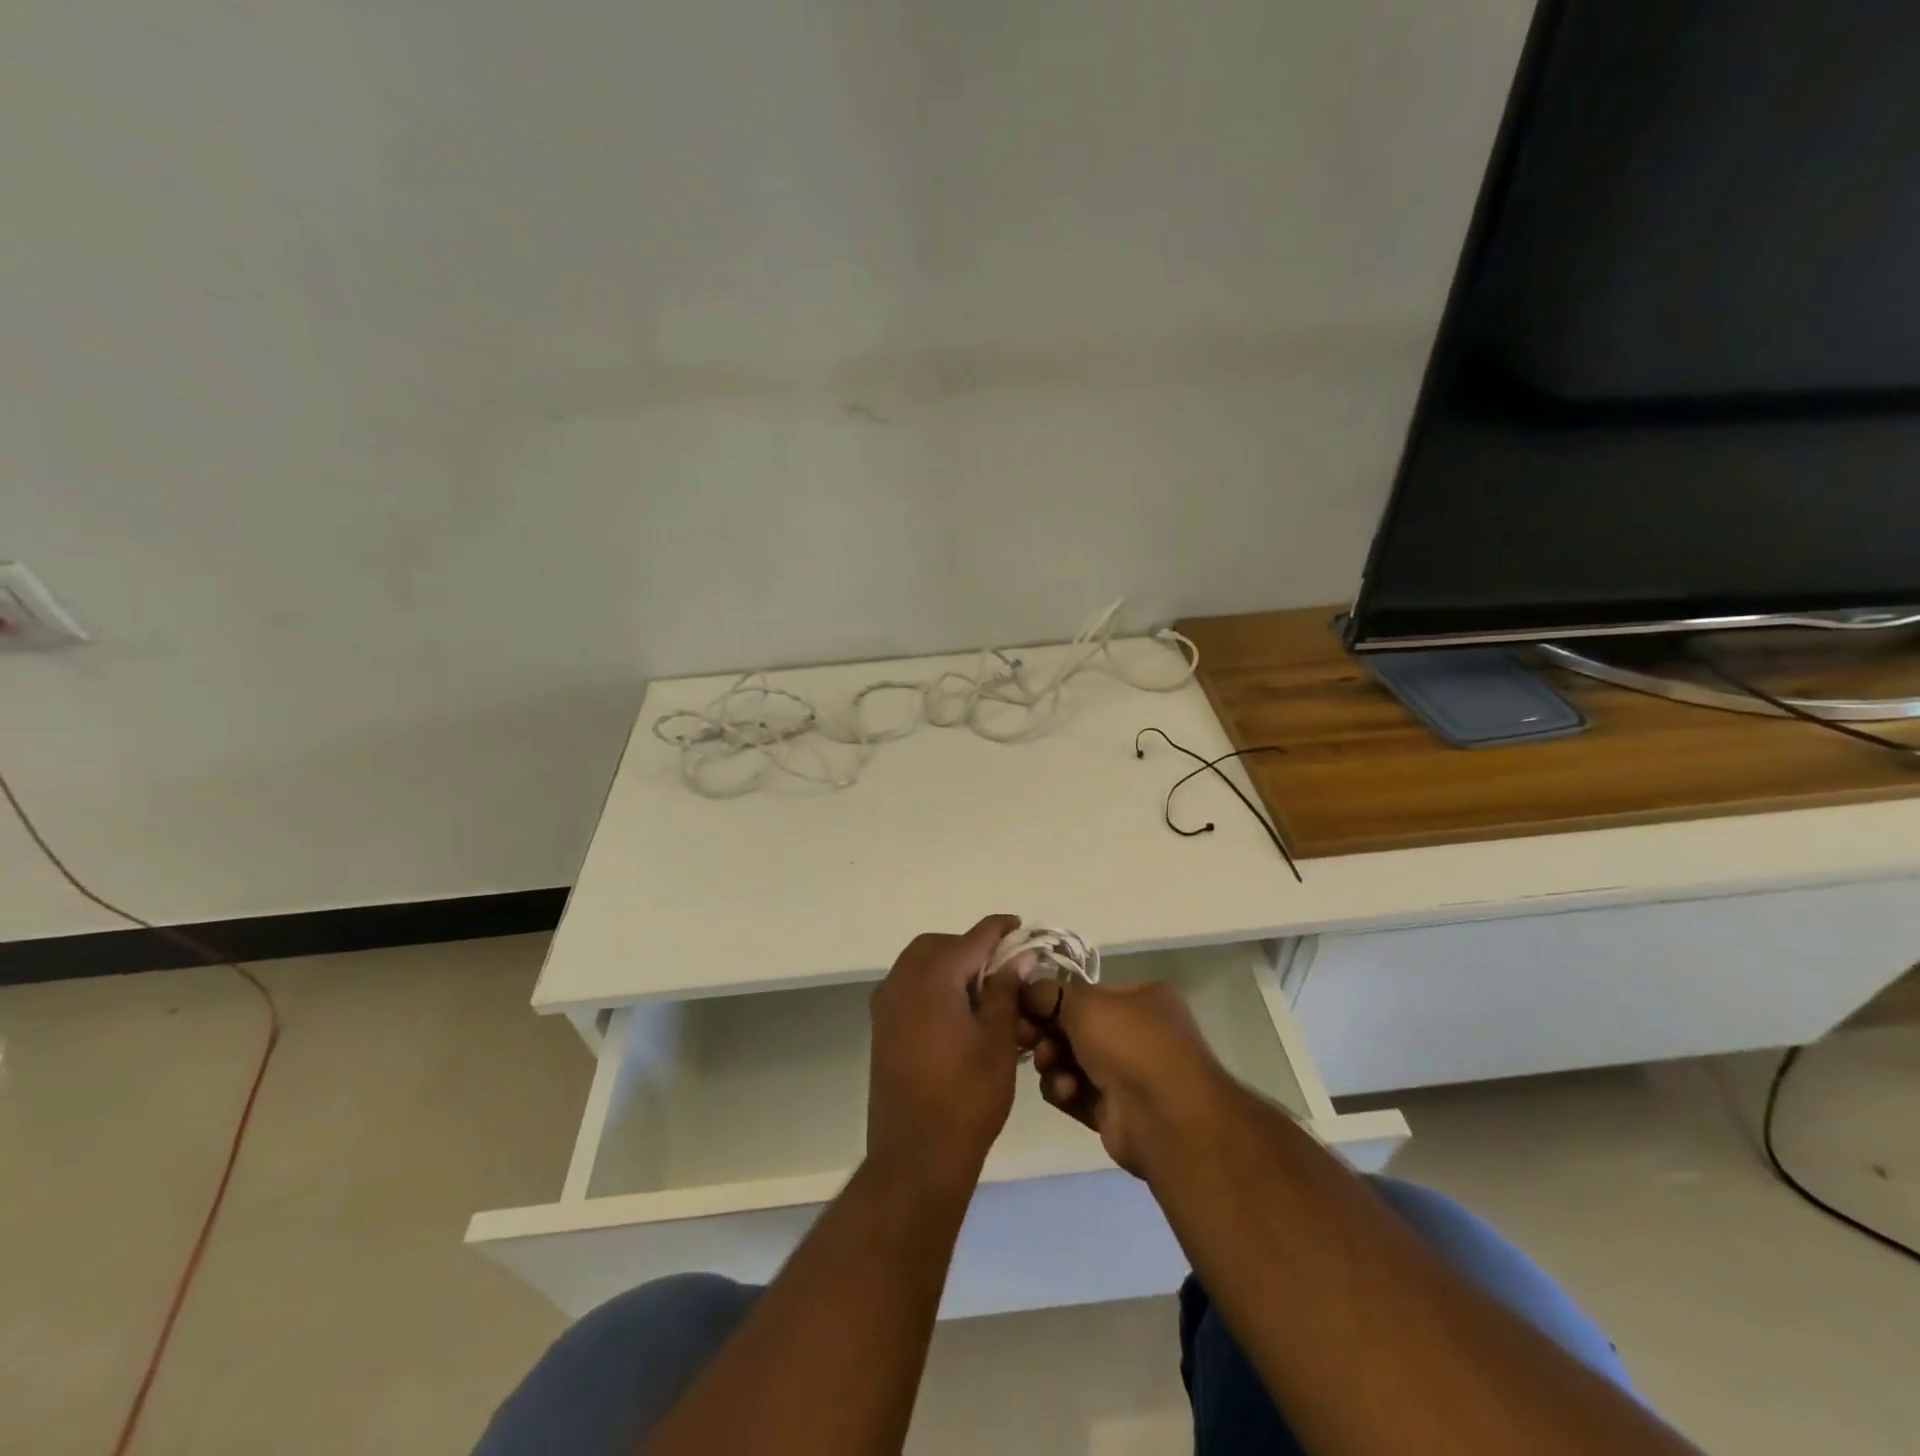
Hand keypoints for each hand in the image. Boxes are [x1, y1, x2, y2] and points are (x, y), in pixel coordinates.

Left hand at [867, 915, 1033, 1188]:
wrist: (916, 1156)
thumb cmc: (967, 1097)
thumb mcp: (998, 1041)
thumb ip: (1006, 991)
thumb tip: (1019, 956)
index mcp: (934, 976)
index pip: (972, 938)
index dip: (999, 929)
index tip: (1019, 926)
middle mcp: (903, 980)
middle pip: (939, 945)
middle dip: (970, 947)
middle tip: (1001, 967)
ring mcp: (886, 1005)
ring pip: (919, 963)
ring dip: (949, 965)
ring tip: (981, 992)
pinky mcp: (881, 1028)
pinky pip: (907, 987)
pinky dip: (932, 985)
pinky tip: (956, 1013)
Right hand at [1017, 977, 1238, 1178]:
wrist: (1165, 1118)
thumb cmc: (1130, 1043)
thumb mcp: (1084, 1003)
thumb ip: (1048, 993)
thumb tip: (1022, 990)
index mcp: (1141, 998)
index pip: (1085, 993)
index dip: (1051, 999)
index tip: (1020, 1007)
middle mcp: (1137, 1033)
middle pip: (1074, 1027)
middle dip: (1047, 1033)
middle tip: (1026, 1038)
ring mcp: (1128, 1074)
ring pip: (1071, 1061)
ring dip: (1054, 1063)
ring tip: (1050, 1067)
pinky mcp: (1115, 1112)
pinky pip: (1077, 1093)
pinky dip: (1065, 1090)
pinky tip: (1066, 1092)